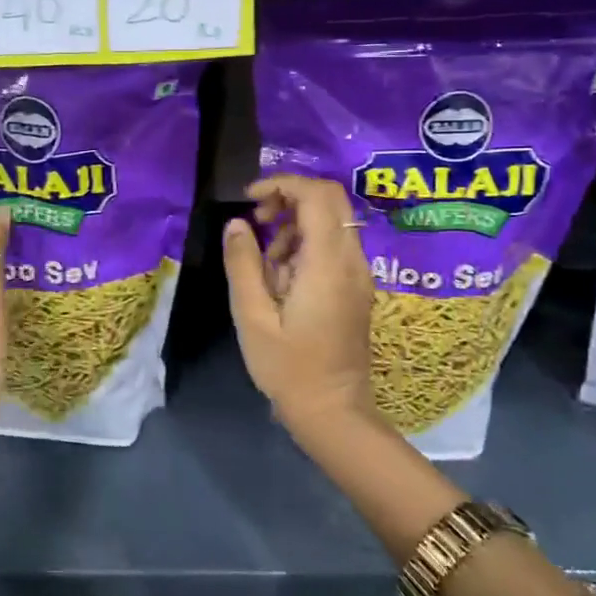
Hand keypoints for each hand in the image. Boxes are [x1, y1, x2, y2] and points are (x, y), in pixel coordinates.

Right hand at [223, 175, 374, 429]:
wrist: (332, 411)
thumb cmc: (287, 367)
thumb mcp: (252, 316)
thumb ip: (243, 264)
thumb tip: (237, 224)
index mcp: (328, 264)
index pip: (317, 195)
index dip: (282, 184)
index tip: (248, 200)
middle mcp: (352, 261)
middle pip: (330, 200)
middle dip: (289, 198)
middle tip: (257, 222)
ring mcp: (359, 275)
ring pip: (332, 221)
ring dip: (295, 224)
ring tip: (265, 261)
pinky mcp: (356, 288)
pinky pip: (333, 246)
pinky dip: (305, 244)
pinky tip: (282, 277)